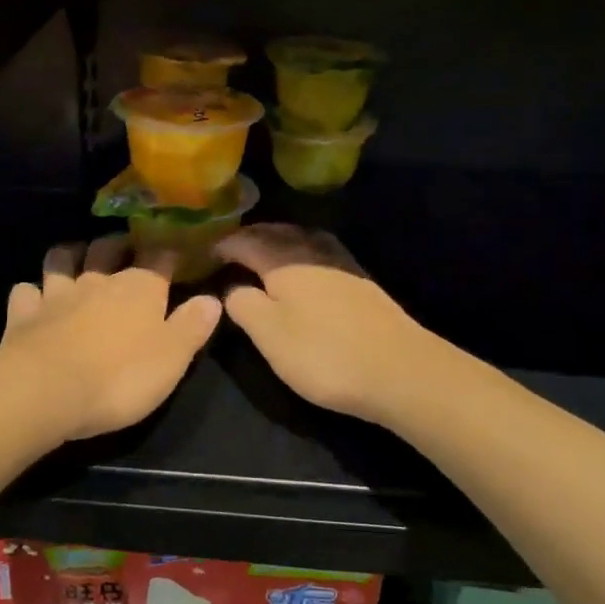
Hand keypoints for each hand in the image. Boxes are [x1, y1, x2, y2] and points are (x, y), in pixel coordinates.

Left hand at [0, 236, 221, 440]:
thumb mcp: (172, 358)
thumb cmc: (120, 378)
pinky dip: (30, 292)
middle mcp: (98, 281)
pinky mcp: (23, 314)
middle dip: (118, 243)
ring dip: (70, 255)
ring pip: (61, 259)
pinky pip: (24, 291)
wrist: (46, 391)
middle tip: (125, 247)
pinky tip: (33, 298)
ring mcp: (56, 294)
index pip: (159, 257)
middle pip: (107, 247)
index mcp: (140, 288)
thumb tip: (213, 298)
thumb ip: (192, 326)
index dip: (168, 250)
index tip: (175, 248)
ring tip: (77, 259)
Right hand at [215, 225, 440, 427]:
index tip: (204, 252)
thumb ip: (243, 304)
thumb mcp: (269, 334)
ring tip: (263, 252)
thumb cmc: (324, 354)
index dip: (223, 245)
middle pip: (276, 233)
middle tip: (231, 248)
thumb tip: (231, 286)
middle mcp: (312, 252)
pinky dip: (302, 253)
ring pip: (302, 240)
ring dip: (278, 241)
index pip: (245, 241)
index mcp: (284, 261)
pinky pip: (320, 253)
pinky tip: (304, 269)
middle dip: (251, 236)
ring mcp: (342, 264)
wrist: (400, 370)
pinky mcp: (361, 282)